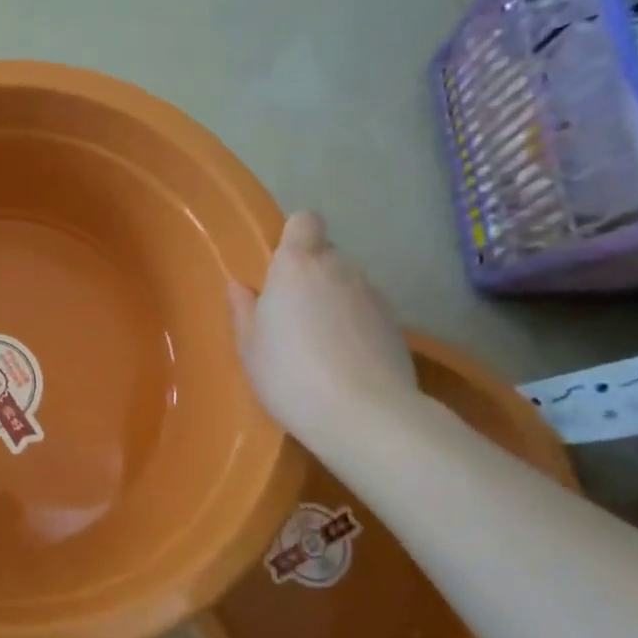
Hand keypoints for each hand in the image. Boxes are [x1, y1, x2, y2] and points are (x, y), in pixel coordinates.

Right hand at [228, 211, 417, 439]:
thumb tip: (240, 286)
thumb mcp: (250, 347)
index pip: (305, 221)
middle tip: (291, 315)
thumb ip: (244, 310)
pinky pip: (366, 312)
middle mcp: (339, 269)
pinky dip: (355, 326)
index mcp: (297, 266)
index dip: (294, 236)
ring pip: (348, 284)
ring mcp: (373, 295)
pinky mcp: (396, 325)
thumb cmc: (290, 374)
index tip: (280, 266)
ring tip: (319, 344)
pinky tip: (344, 361)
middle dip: (310, 275)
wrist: (364, 415)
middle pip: (326, 255)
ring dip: (334, 301)